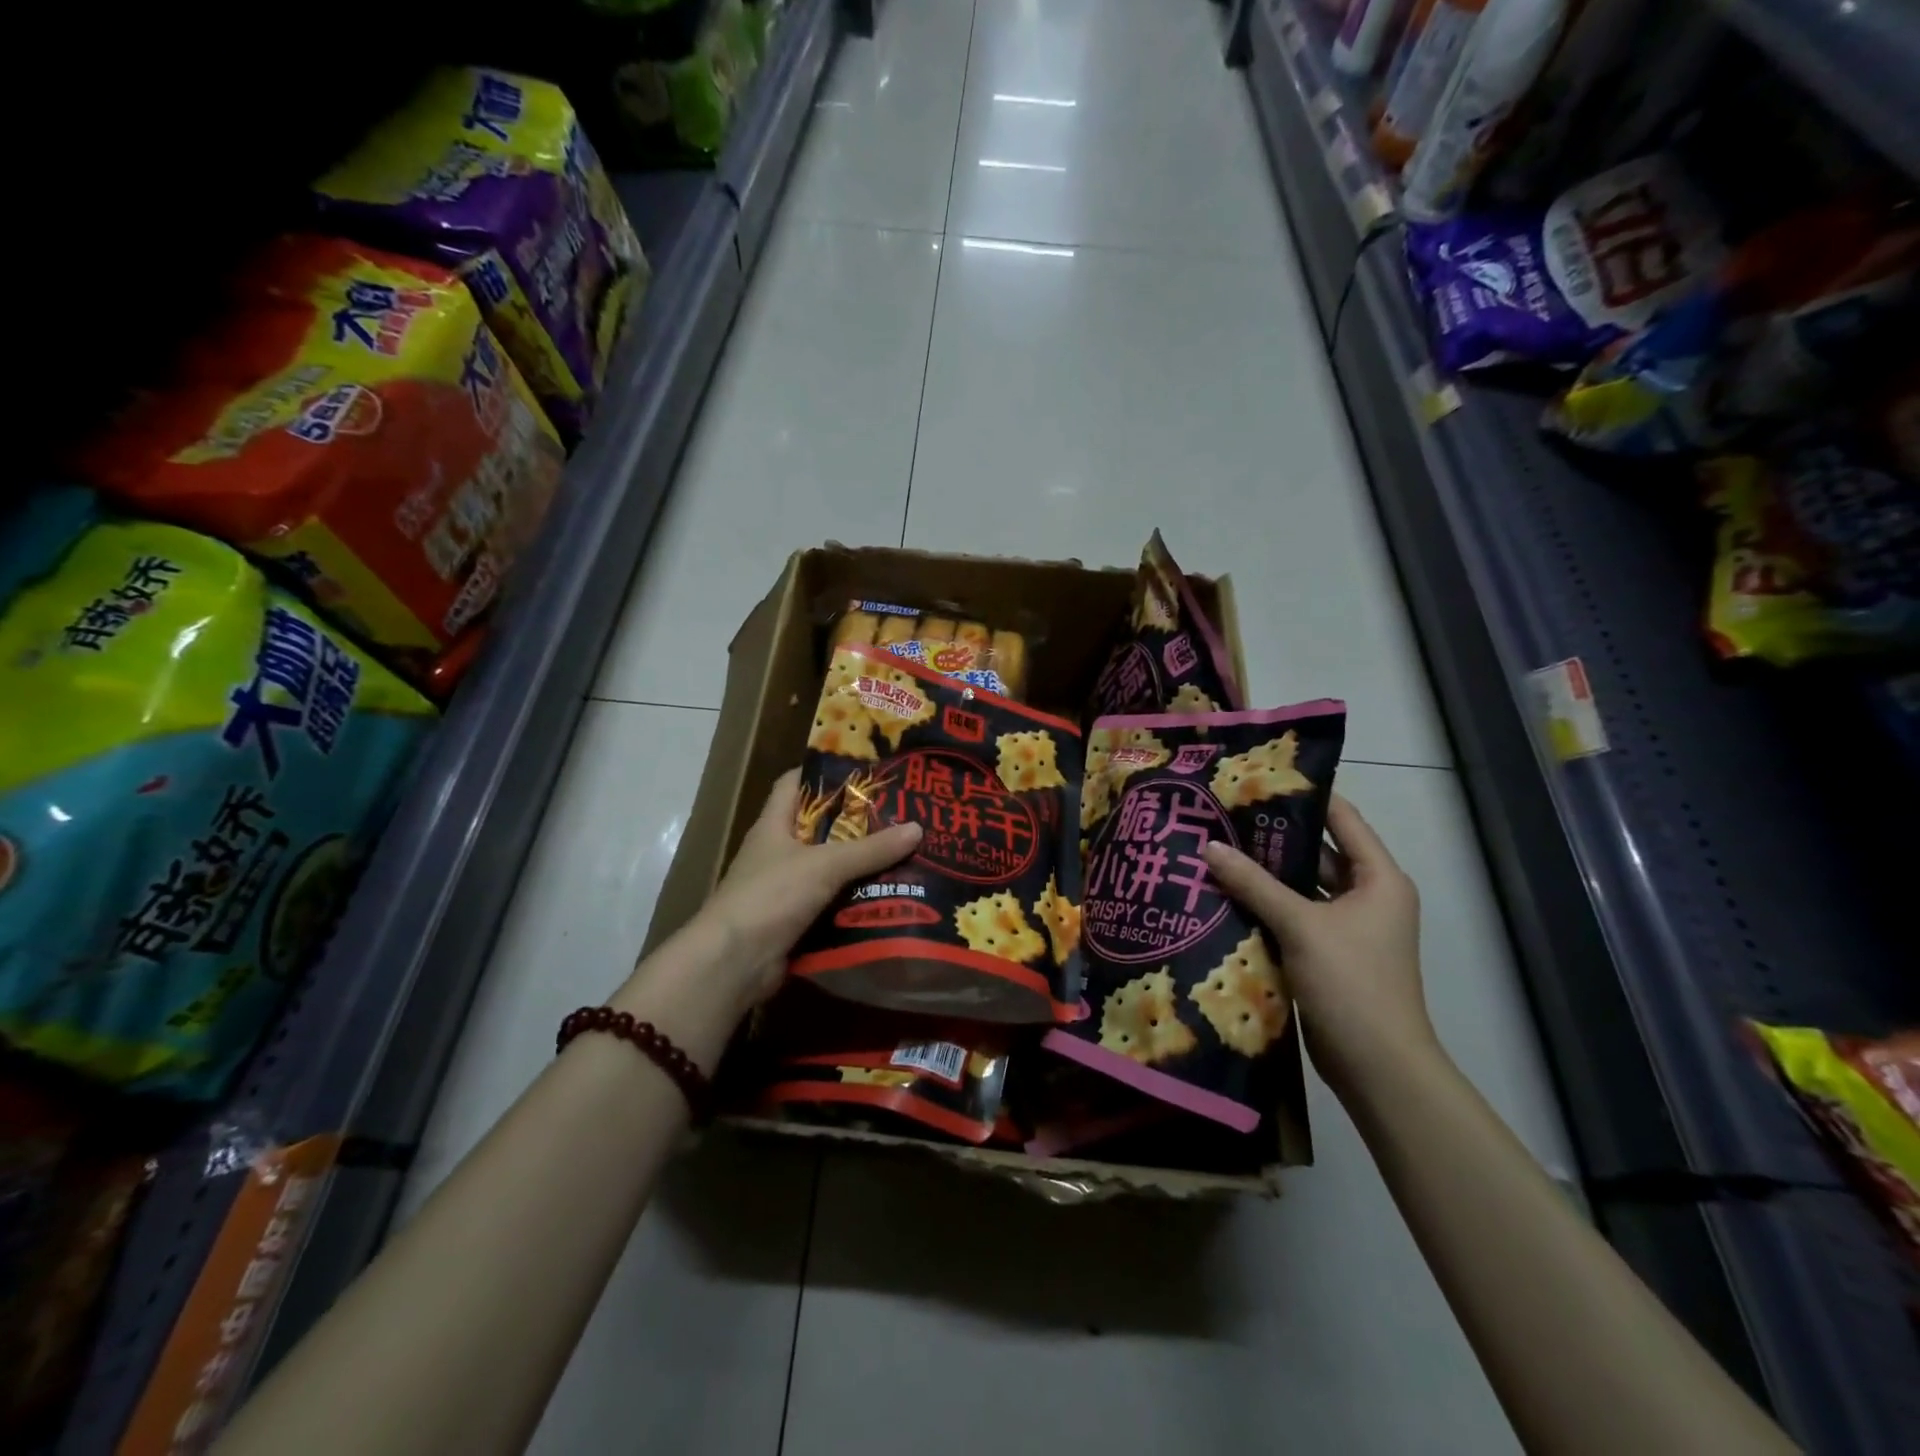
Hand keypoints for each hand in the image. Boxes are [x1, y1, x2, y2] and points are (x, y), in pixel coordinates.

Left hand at [695, 769, 921, 1008]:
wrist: (733, 963)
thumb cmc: (771, 896)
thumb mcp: (825, 865)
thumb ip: (871, 849)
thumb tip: (917, 828)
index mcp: (774, 826)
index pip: (794, 784)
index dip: (824, 773)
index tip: (864, 772)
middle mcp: (777, 853)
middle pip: (820, 828)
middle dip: (858, 824)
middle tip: (900, 817)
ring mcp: (784, 890)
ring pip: (830, 870)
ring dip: (861, 867)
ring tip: (906, 856)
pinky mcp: (794, 923)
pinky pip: (831, 905)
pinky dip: (856, 903)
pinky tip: (889, 898)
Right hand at [1203, 794, 1433, 1095]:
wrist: (1378, 1066)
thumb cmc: (1351, 982)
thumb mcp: (1300, 925)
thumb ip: (1253, 883)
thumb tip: (1208, 846)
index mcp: (1378, 878)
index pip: (1342, 818)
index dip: (1305, 796)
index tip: (1259, 777)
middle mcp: (1367, 896)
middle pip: (1317, 852)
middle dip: (1273, 836)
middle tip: (1224, 814)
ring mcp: (1348, 927)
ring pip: (1302, 886)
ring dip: (1266, 873)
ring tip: (1217, 848)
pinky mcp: (1328, 953)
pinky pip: (1294, 915)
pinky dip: (1266, 905)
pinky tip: (1226, 894)